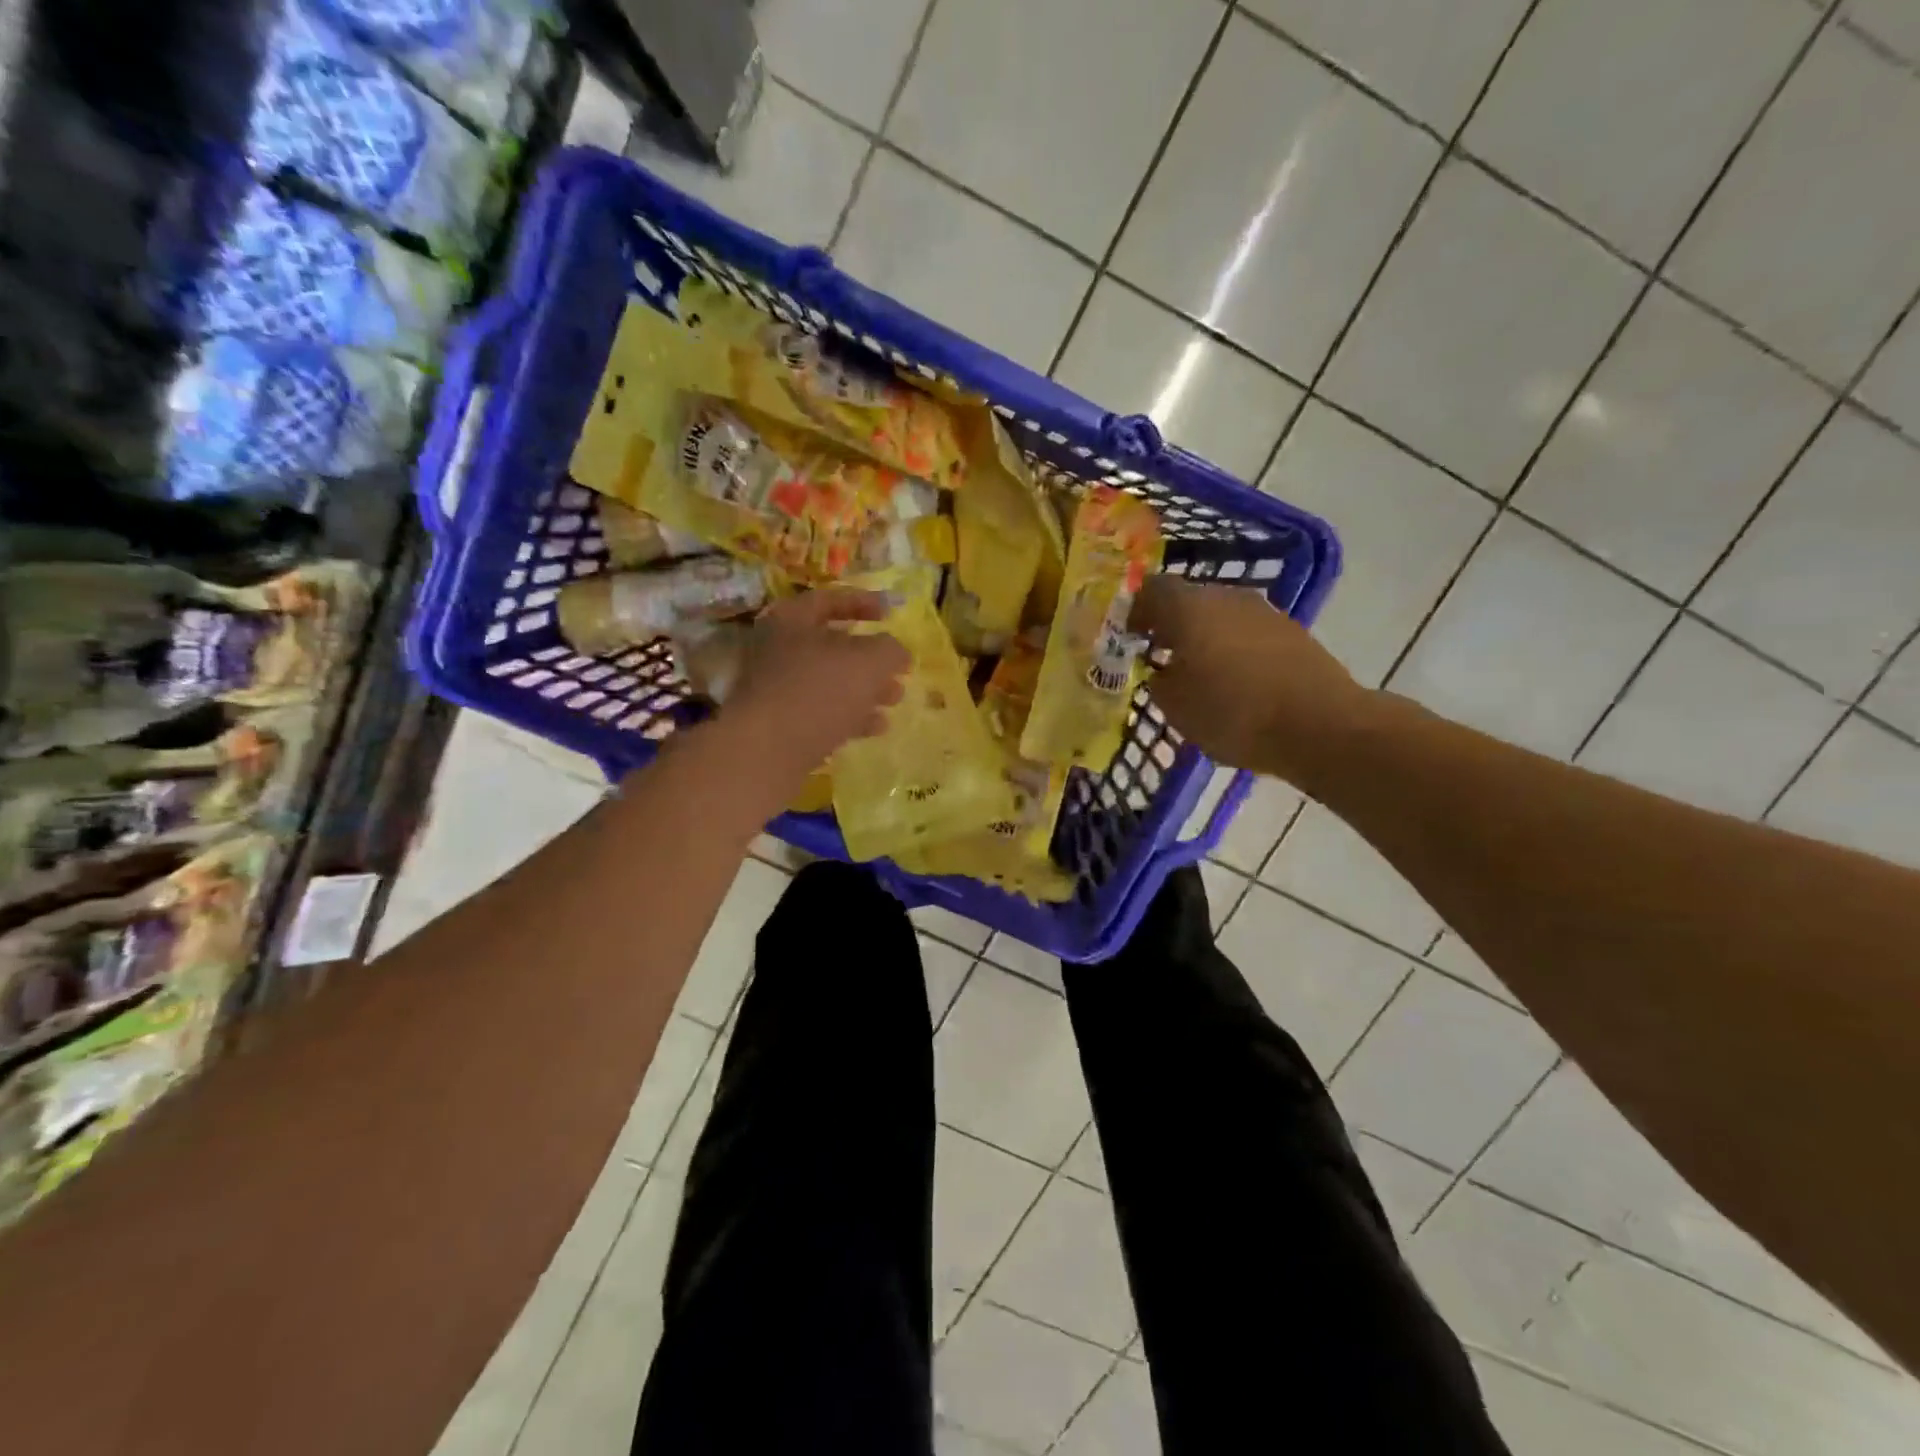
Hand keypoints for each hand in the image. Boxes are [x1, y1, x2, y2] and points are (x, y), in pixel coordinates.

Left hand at [725, 588, 909, 775]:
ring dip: (866, 690)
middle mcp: (779, 650)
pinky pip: (822, 713)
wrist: (767, 751)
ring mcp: (778, 690)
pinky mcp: (782, 725)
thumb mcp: (869, 661)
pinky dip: (851, 717)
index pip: (830, 599)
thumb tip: (897, 653)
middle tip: (899, 669)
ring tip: (895, 700)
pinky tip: (877, 727)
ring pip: (830, 683)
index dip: (864, 602)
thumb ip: (890, 650)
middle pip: (832, 646)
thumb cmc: (819, 690)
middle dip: (871, 658)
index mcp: (792, 620)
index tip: (891, 613)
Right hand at [1136, 575, 1373, 786]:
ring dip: (1205, 637)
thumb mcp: (1175, 707)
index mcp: (1189, 607)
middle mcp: (1226, 597)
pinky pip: (1248, 633)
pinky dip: (1234, 649)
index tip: (1129, 637)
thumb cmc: (1232, 713)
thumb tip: (1161, 671)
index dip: (1135, 611)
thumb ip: (1159, 681)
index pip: (1151, 590)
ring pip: (1221, 616)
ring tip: (1198, 672)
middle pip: (1189, 600)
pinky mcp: (1292, 632)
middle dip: (1171, 624)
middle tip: (1160, 656)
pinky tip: (1235, 681)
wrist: (1320, 725)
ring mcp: (1264, 612)